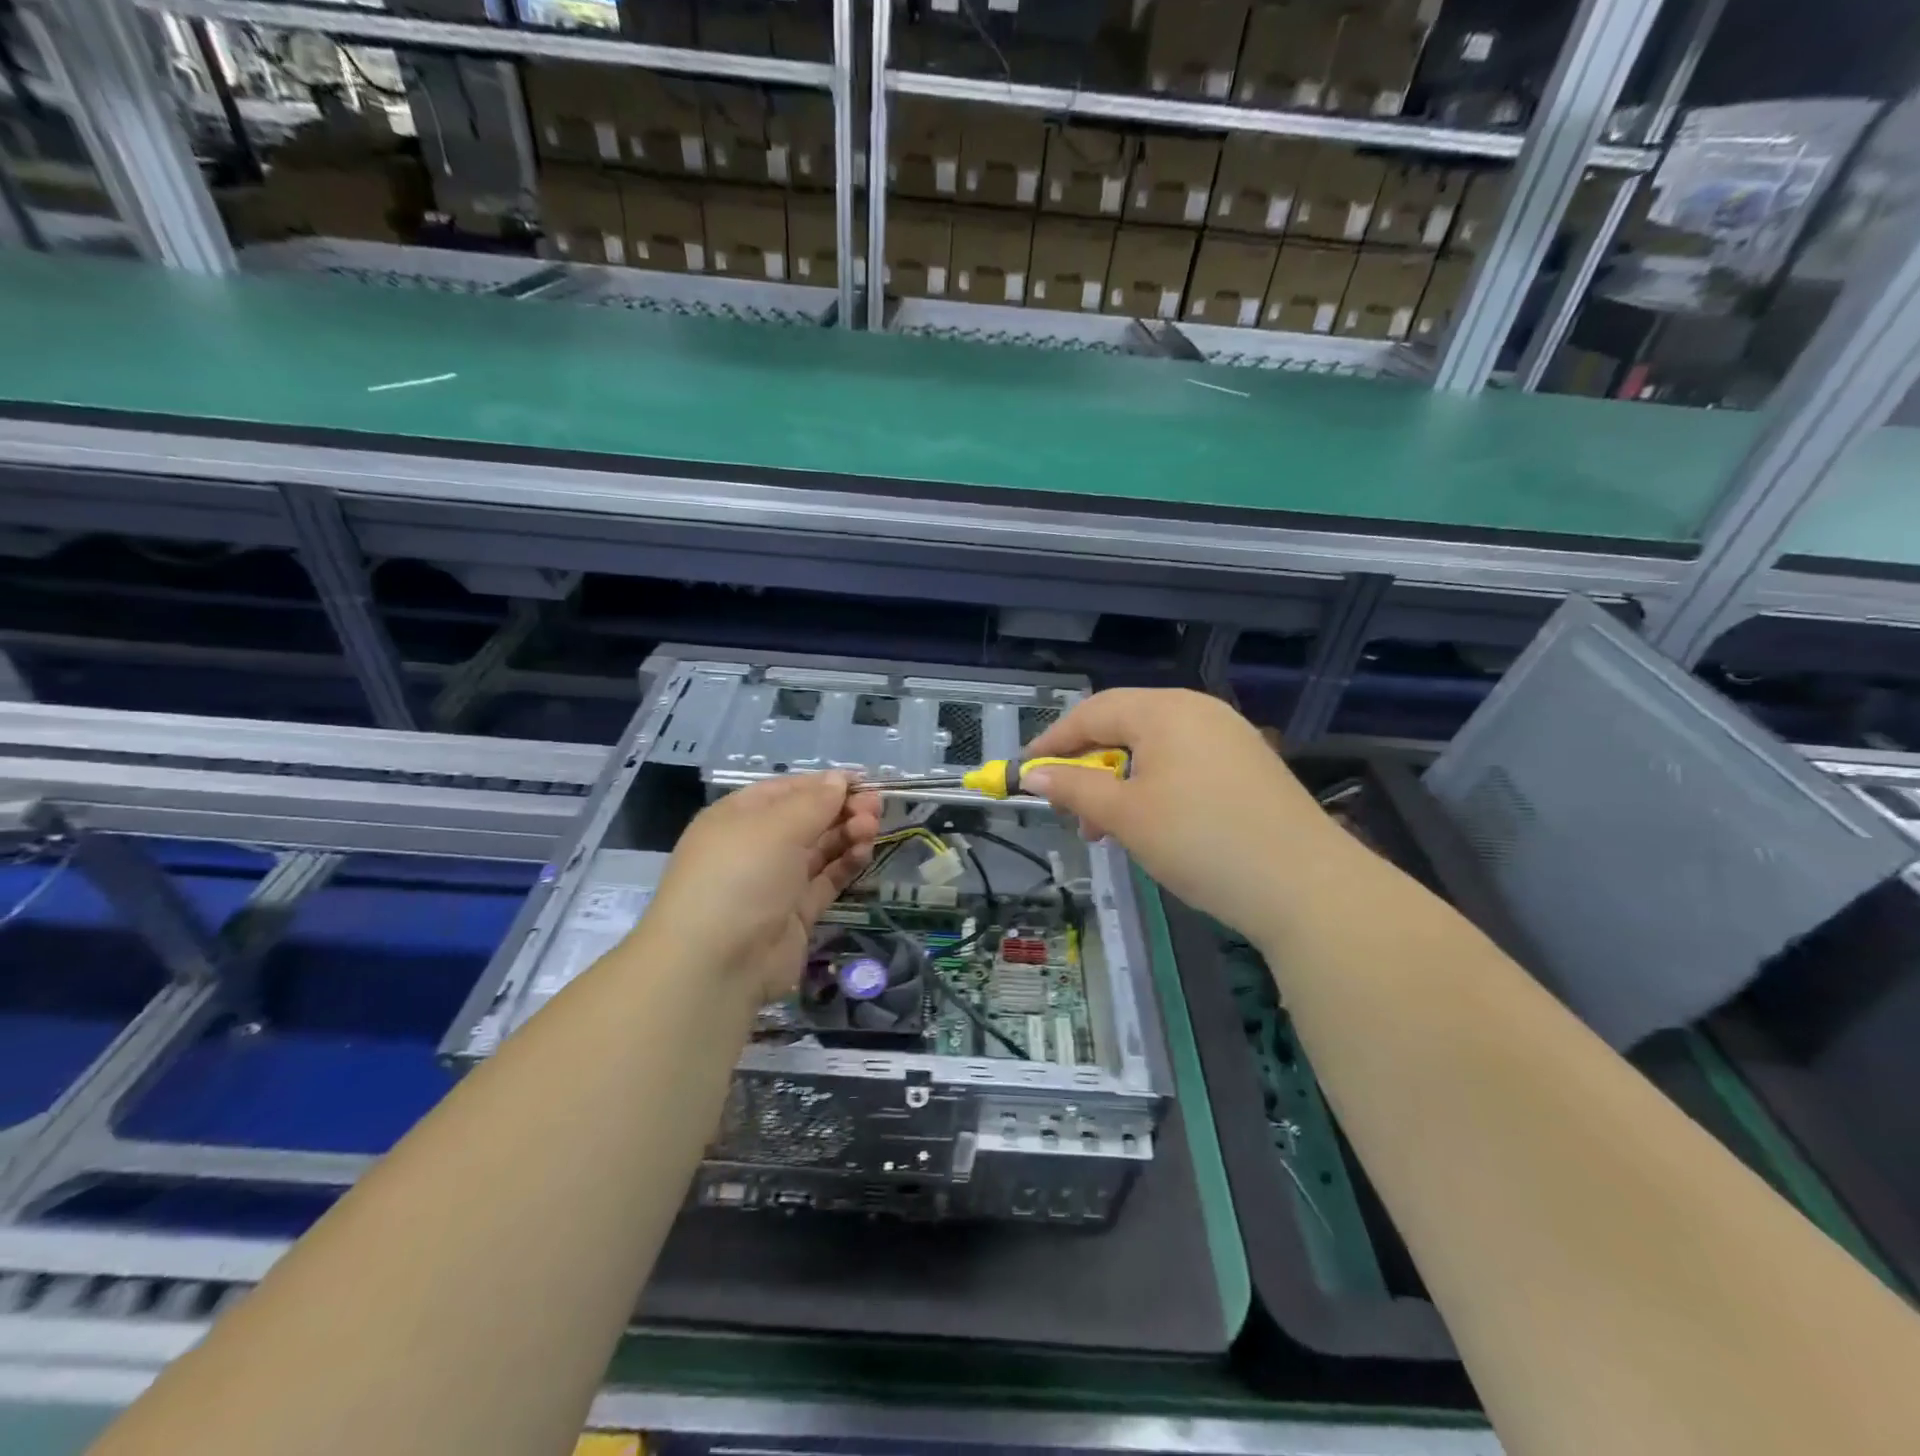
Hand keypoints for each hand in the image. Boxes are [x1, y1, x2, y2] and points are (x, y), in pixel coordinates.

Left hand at [645, 773, 880, 1003]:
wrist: (716, 963)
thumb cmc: (740, 876)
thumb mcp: (776, 827)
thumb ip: (814, 802)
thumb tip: (838, 780)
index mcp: (739, 817)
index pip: (788, 790)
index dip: (824, 784)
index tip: (864, 782)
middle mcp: (756, 846)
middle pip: (807, 819)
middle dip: (841, 809)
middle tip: (874, 809)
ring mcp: (776, 882)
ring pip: (820, 849)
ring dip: (847, 834)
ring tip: (872, 830)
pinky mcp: (795, 914)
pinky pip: (826, 880)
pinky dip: (846, 864)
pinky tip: (865, 852)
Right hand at [1022, 689, 1326, 944]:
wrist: (1307, 886)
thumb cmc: (1201, 841)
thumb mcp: (1126, 816)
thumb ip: (1074, 788)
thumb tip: (1031, 774)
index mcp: (1165, 710)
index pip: (1092, 713)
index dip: (1052, 742)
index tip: (1023, 773)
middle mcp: (1199, 711)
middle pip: (1124, 726)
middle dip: (1088, 767)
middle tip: (1070, 812)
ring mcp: (1230, 736)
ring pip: (1154, 749)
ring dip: (1120, 783)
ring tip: (1109, 830)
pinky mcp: (1250, 766)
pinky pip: (1185, 764)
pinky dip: (1155, 788)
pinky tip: (1154, 825)